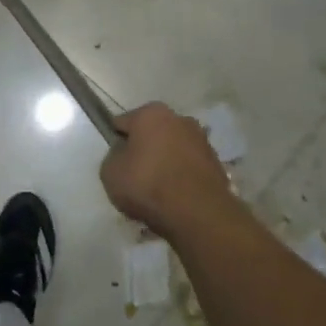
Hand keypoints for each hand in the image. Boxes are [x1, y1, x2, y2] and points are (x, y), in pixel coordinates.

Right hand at [99, 103, 239, 239]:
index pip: (122, 123)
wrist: (197, 213)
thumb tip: (124, 154)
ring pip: (172, 150)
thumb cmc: (147, 184)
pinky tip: (174, 197)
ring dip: (163, 163)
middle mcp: (179, 119)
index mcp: (151, 113)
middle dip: (143, 151)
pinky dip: (180, 177)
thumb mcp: (110, 172)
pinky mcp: (216, 163)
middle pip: (151, 134)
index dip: (115, 142)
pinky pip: (188, 167)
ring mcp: (201, 140)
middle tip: (134, 177)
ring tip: (155, 192)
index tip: (115, 162)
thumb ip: (113, 156)